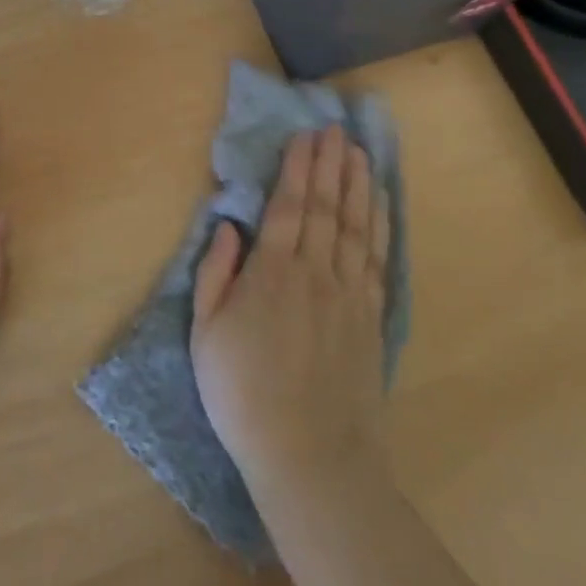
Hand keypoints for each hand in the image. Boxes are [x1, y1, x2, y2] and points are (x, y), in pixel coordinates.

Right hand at [190, 126, 390, 493]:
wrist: (311, 456)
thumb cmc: (243, 394)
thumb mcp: (206, 335)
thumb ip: (214, 274)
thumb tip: (227, 226)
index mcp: (272, 272)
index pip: (288, 205)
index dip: (297, 167)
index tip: (305, 136)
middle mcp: (315, 272)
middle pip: (324, 206)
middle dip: (329, 164)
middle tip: (334, 129)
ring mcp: (348, 293)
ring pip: (354, 225)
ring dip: (357, 184)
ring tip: (359, 152)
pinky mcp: (371, 317)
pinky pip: (376, 258)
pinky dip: (378, 225)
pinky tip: (379, 204)